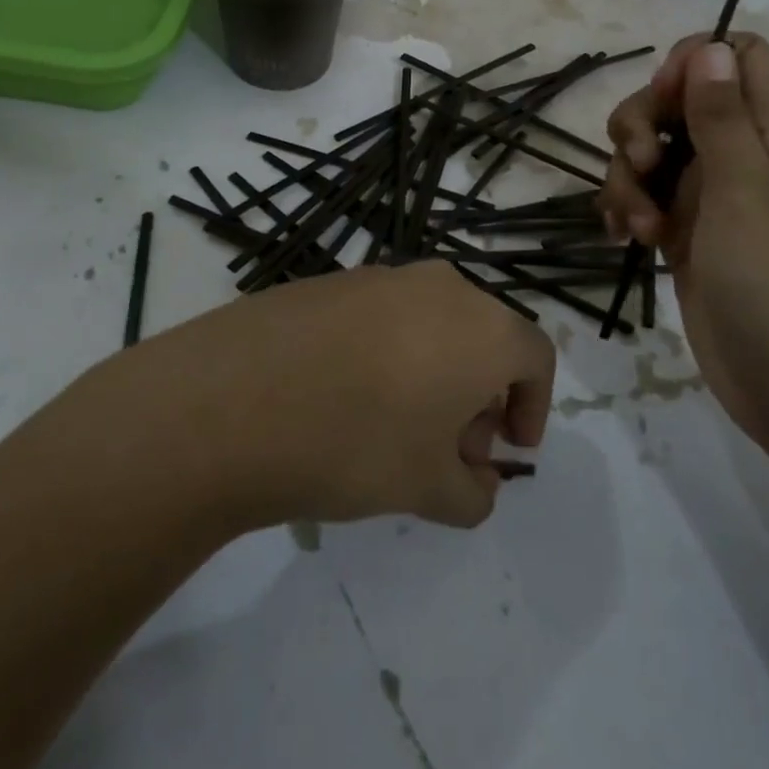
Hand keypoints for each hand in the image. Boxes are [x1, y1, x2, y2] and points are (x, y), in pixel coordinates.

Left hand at [141, 262, 554, 528]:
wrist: (233, 399)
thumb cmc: (355, 444)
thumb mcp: (429, 490)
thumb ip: (474, 492)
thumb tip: (476, 480)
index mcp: (481, 325)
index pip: (534, 357)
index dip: (533, 404)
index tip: (509, 446)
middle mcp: (439, 286)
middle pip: (483, 335)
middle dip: (481, 393)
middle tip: (452, 448)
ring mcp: (380, 276)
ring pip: (433, 321)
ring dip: (435, 370)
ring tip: (398, 426)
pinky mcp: (332, 281)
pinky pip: (383, 315)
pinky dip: (389, 350)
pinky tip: (347, 395)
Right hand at [599, 35, 768, 461]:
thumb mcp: (748, 192)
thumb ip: (723, 116)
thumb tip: (711, 46)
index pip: (742, 59)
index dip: (696, 63)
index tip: (666, 100)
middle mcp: (747, 158)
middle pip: (679, 103)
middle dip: (643, 125)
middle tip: (640, 164)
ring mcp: (716, 201)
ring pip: (653, 154)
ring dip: (628, 178)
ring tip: (636, 226)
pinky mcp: (689, 239)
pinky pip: (646, 201)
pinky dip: (627, 210)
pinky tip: (621, 239)